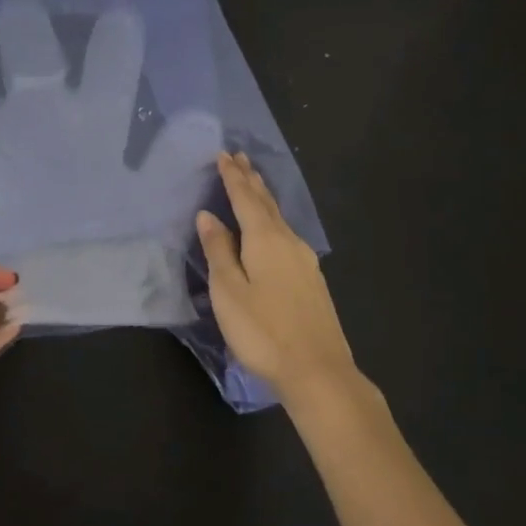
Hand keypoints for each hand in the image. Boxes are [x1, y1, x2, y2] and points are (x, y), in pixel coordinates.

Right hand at [196, 152, 360, 403]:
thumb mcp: (228, 291)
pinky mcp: (311, 279)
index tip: (224, 154)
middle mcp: (289, 242)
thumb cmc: (263, 331)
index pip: (245, 198)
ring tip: (252, 184)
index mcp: (265, 240)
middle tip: (240, 158)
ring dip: (263, 198)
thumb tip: (208, 216)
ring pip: (279, 219)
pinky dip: (272, 220)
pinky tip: (271, 228)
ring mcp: (305, 261)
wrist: (317, 371)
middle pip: (267, 203)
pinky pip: (286, 235)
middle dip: (251, 180)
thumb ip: (218, 251)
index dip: (233, 177)